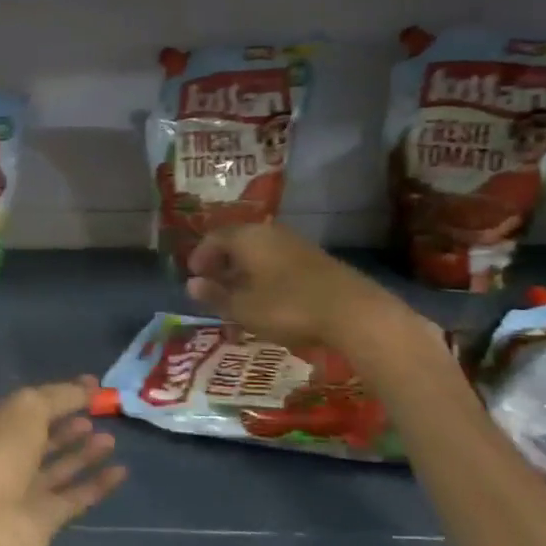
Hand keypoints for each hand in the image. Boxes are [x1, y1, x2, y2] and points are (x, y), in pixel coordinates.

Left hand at [0, 378, 124, 545]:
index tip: (87, 387)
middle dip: (67, 425)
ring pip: (57, 467)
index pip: (21, 406)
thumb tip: (88, 387)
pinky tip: (120, 471)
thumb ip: (59, 396)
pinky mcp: (42, 521)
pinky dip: (96, 484)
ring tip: (111, 438)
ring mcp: (20, 492)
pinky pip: (73, 497)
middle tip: (98, 413)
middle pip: (39, 437)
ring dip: (83, 452)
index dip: (52, 395)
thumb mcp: (26, 409)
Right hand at [186, 223, 410, 350]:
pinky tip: (268, 296)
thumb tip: (191, 284)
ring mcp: (296, 244)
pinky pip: (278, 260)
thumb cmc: (288, 307)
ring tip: (238, 294)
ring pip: (260, 251)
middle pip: (238, 241)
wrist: (353, 312)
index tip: (193, 276)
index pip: (214, 237)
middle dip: (222, 261)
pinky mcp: (316, 260)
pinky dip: (265, 274)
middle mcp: (270, 233)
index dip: (200, 256)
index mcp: (248, 237)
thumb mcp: (243, 307)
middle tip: (213, 284)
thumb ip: (215, 295)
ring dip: (244, 269)